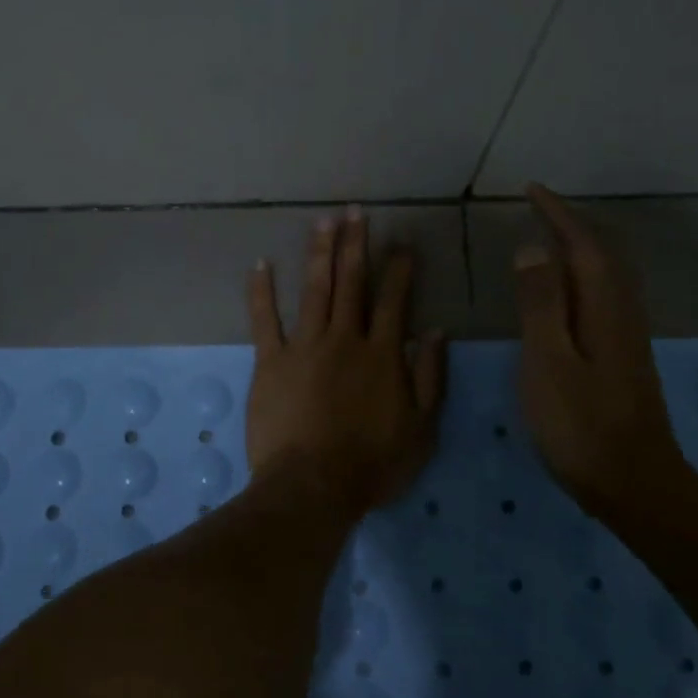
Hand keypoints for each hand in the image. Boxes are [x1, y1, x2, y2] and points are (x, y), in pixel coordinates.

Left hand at [245, 209, 446, 516]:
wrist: (313, 485)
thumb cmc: (372, 464)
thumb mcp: (422, 428)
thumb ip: (431, 378)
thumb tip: (436, 332)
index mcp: (383, 354)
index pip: (395, 299)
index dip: (400, 267)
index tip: (403, 241)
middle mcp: (345, 339)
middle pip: (352, 283)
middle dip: (356, 244)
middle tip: (355, 211)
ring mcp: (305, 347)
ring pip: (314, 290)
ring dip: (319, 253)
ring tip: (322, 221)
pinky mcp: (271, 362)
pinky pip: (264, 319)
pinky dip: (262, 291)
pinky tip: (261, 264)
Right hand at [514, 184, 691, 526]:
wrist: (633, 482)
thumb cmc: (581, 426)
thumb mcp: (549, 363)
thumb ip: (541, 305)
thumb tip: (534, 248)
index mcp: (603, 309)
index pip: (583, 246)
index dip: (558, 215)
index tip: (531, 190)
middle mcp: (622, 314)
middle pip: (602, 255)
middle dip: (572, 225)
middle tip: (537, 209)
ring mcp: (626, 337)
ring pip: (606, 276)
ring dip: (579, 249)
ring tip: (546, 240)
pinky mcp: (622, 357)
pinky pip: (602, 297)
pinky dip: (582, 278)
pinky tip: (565, 294)